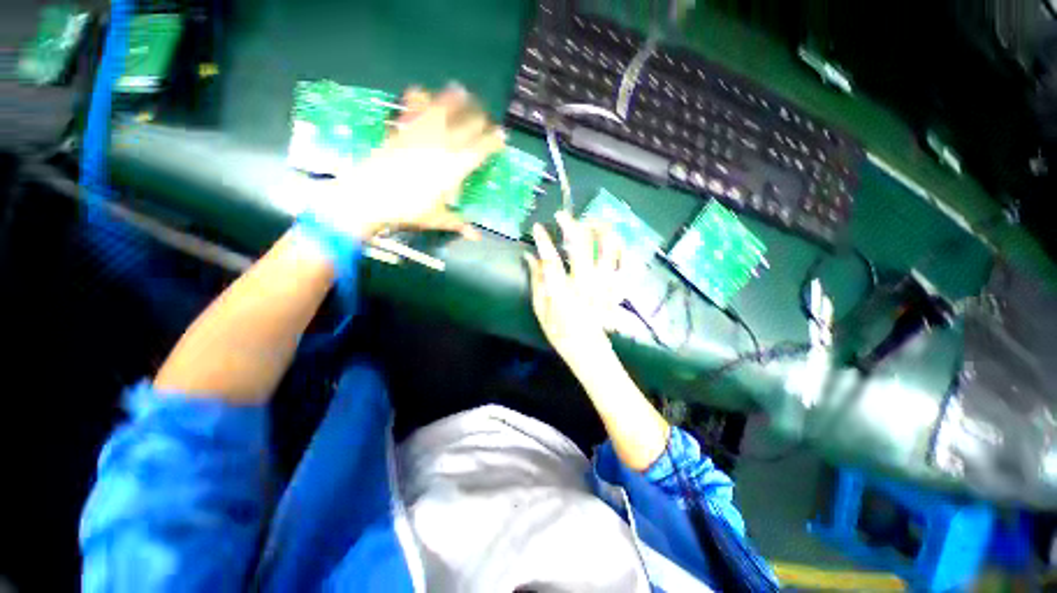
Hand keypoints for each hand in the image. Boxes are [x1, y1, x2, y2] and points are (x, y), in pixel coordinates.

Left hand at [316, 84, 505, 239]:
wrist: (369, 196)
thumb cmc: (408, 210)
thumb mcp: (437, 219)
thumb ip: (459, 224)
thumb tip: (477, 237)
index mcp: (455, 167)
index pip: (481, 149)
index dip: (495, 141)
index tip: (503, 136)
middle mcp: (442, 145)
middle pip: (468, 124)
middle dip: (481, 119)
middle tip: (486, 118)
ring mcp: (421, 134)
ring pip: (442, 108)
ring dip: (454, 99)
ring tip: (462, 90)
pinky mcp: (402, 130)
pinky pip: (412, 109)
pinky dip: (418, 97)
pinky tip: (421, 90)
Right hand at [524, 211, 623, 372]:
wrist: (589, 351)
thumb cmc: (561, 333)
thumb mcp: (541, 311)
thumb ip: (537, 282)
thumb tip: (531, 256)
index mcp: (563, 292)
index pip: (551, 260)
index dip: (543, 240)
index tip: (537, 227)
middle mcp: (586, 284)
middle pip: (582, 245)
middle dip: (571, 224)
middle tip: (563, 216)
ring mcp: (605, 285)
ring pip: (609, 247)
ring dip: (600, 229)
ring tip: (590, 222)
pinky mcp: (616, 288)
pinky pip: (625, 262)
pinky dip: (621, 247)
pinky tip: (611, 240)